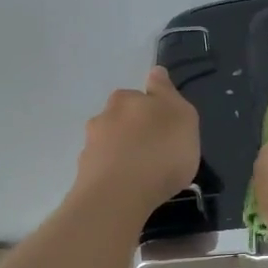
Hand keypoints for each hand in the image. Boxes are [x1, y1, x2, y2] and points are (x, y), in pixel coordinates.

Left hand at [75, 65, 201, 220]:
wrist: (118, 196)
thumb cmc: (160, 152)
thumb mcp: (182, 117)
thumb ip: (167, 94)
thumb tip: (155, 72)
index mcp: (127, 99)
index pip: (140, 94)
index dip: (153, 107)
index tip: (165, 124)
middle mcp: (104, 117)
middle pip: (122, 118)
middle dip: (136, 130)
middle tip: (157, 150)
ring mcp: (90, 146)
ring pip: (110, 144)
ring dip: (123, 153)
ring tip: (143, 174)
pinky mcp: (84, 175)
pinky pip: (104, 169)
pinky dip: (115, 174)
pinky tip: (128, 189)